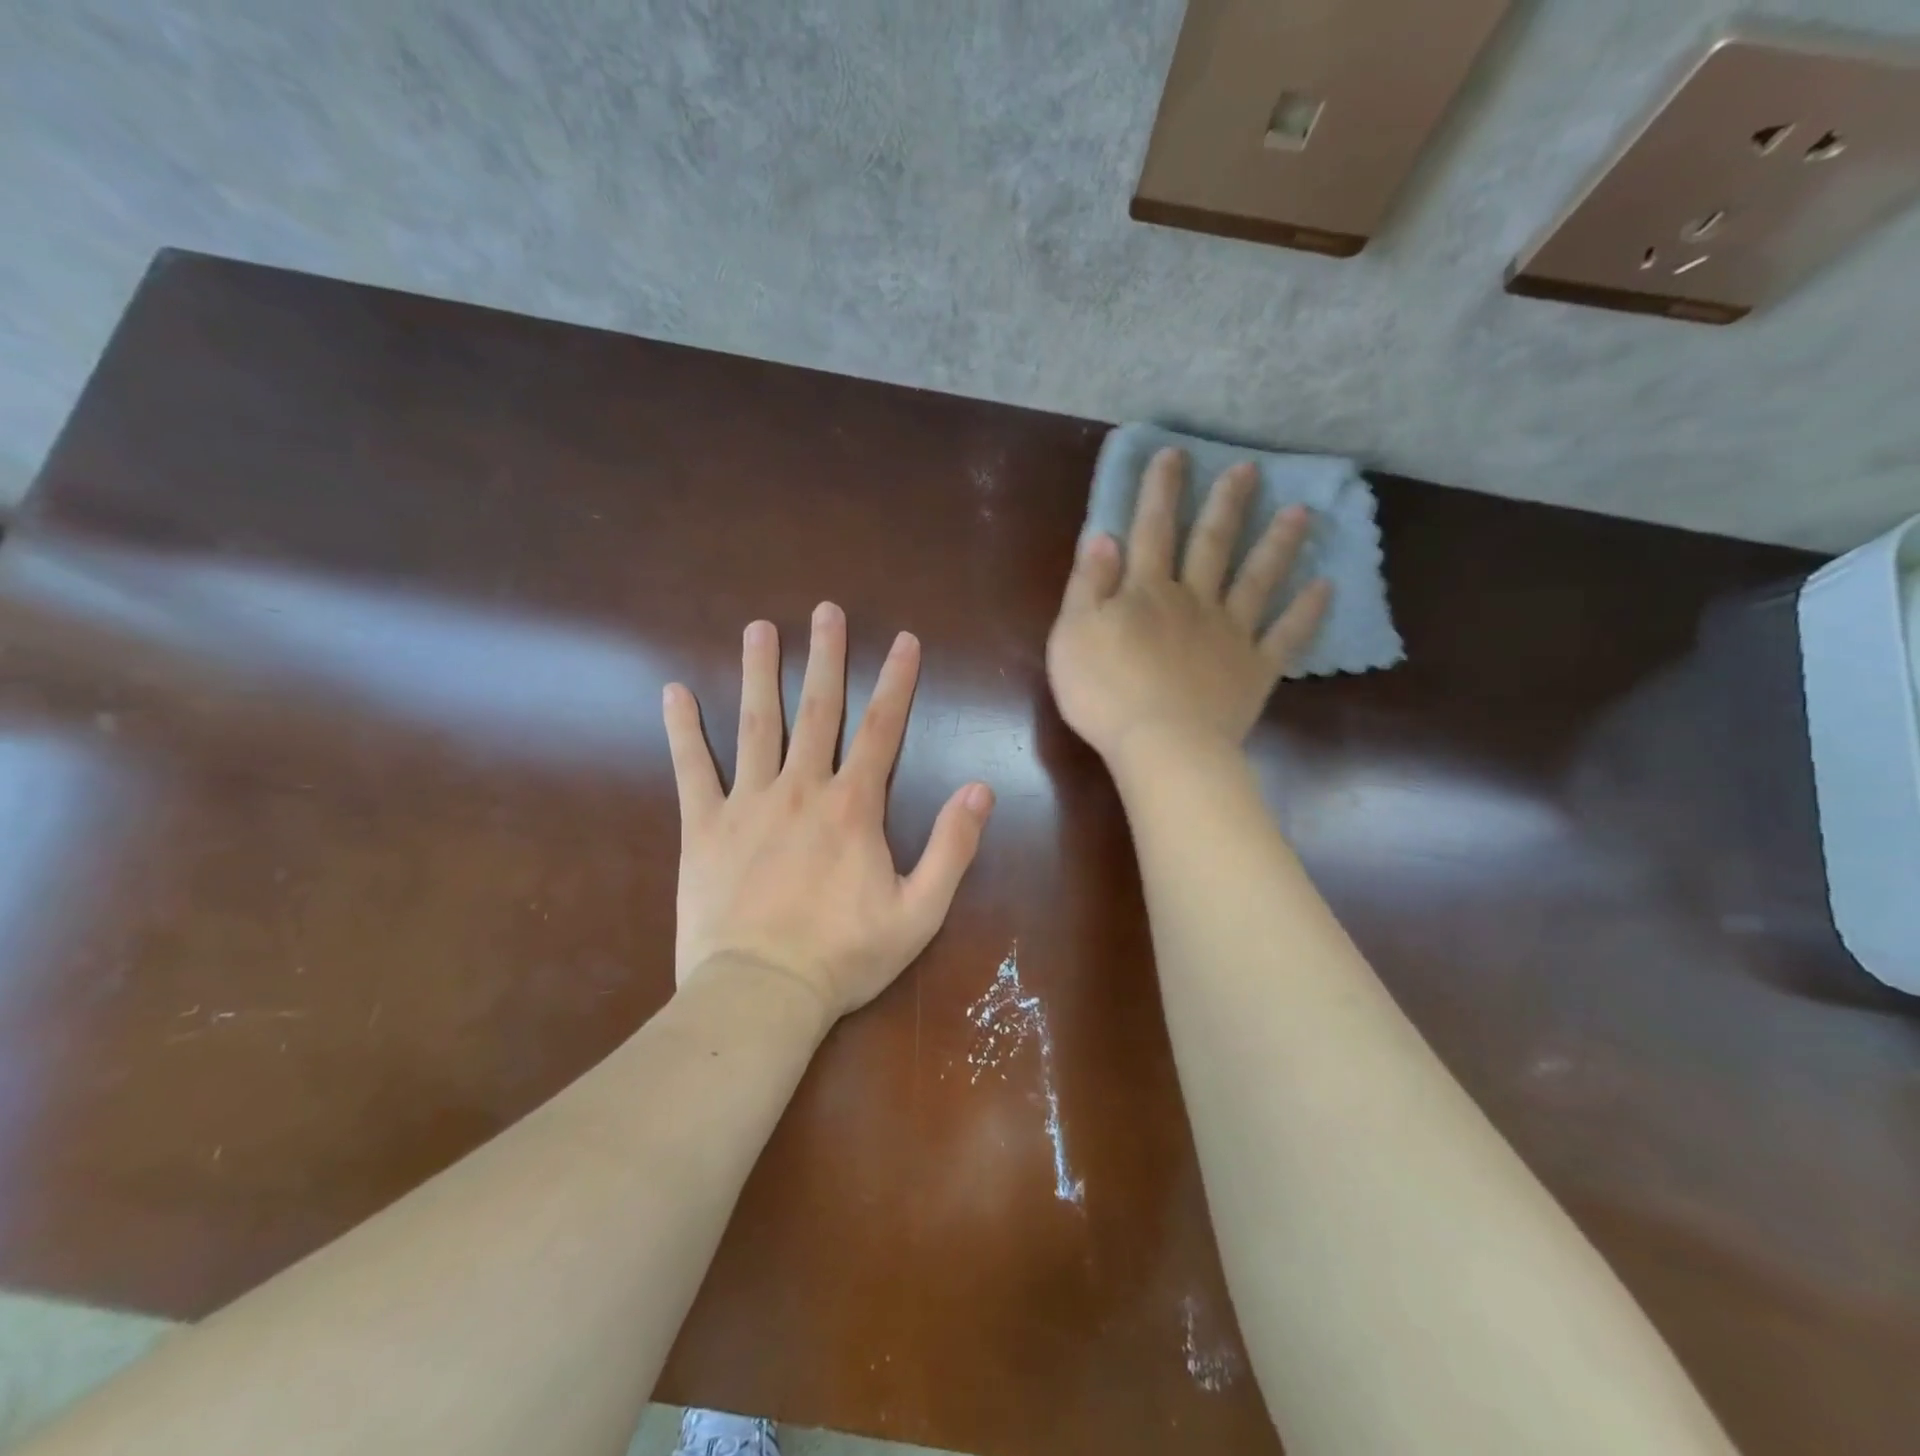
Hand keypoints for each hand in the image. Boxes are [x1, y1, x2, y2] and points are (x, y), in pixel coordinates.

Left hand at [662, 603, 994, 1021]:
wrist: (761, 993)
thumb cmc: (844, 957)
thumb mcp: (920, 911)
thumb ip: (953, 847)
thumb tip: (980, 789)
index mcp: (852, 807)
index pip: (882, 729)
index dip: (897, 681)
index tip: (904, 640)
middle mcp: (800, 789)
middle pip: (816, 711)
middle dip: (824, 657)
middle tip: (825, 611)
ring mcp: (746, 803)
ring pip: (755, 725)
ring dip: (758, 674)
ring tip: (758, 629)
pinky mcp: (702, 828)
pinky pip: (691, 769)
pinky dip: (682, 730)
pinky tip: (674, 693)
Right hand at [1046, 447, 1331, 763]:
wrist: (1160, 745)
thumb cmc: (1104, 693)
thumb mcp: (1073, 635)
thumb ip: (1088, 585)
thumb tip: (1105, 535)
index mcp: (1146, 592)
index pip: (1152, 530)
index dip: (1160, 491)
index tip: (1173, 454)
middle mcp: (1193, 600)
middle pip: (1211, 544)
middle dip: (1226, 504)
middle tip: (1249, 469)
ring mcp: (1230, 633)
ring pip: (1256, 579)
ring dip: (1277, 544)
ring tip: (1301, 512)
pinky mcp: (1254, 669)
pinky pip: (1285, 636)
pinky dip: (1307, 612)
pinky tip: (1326, 587)